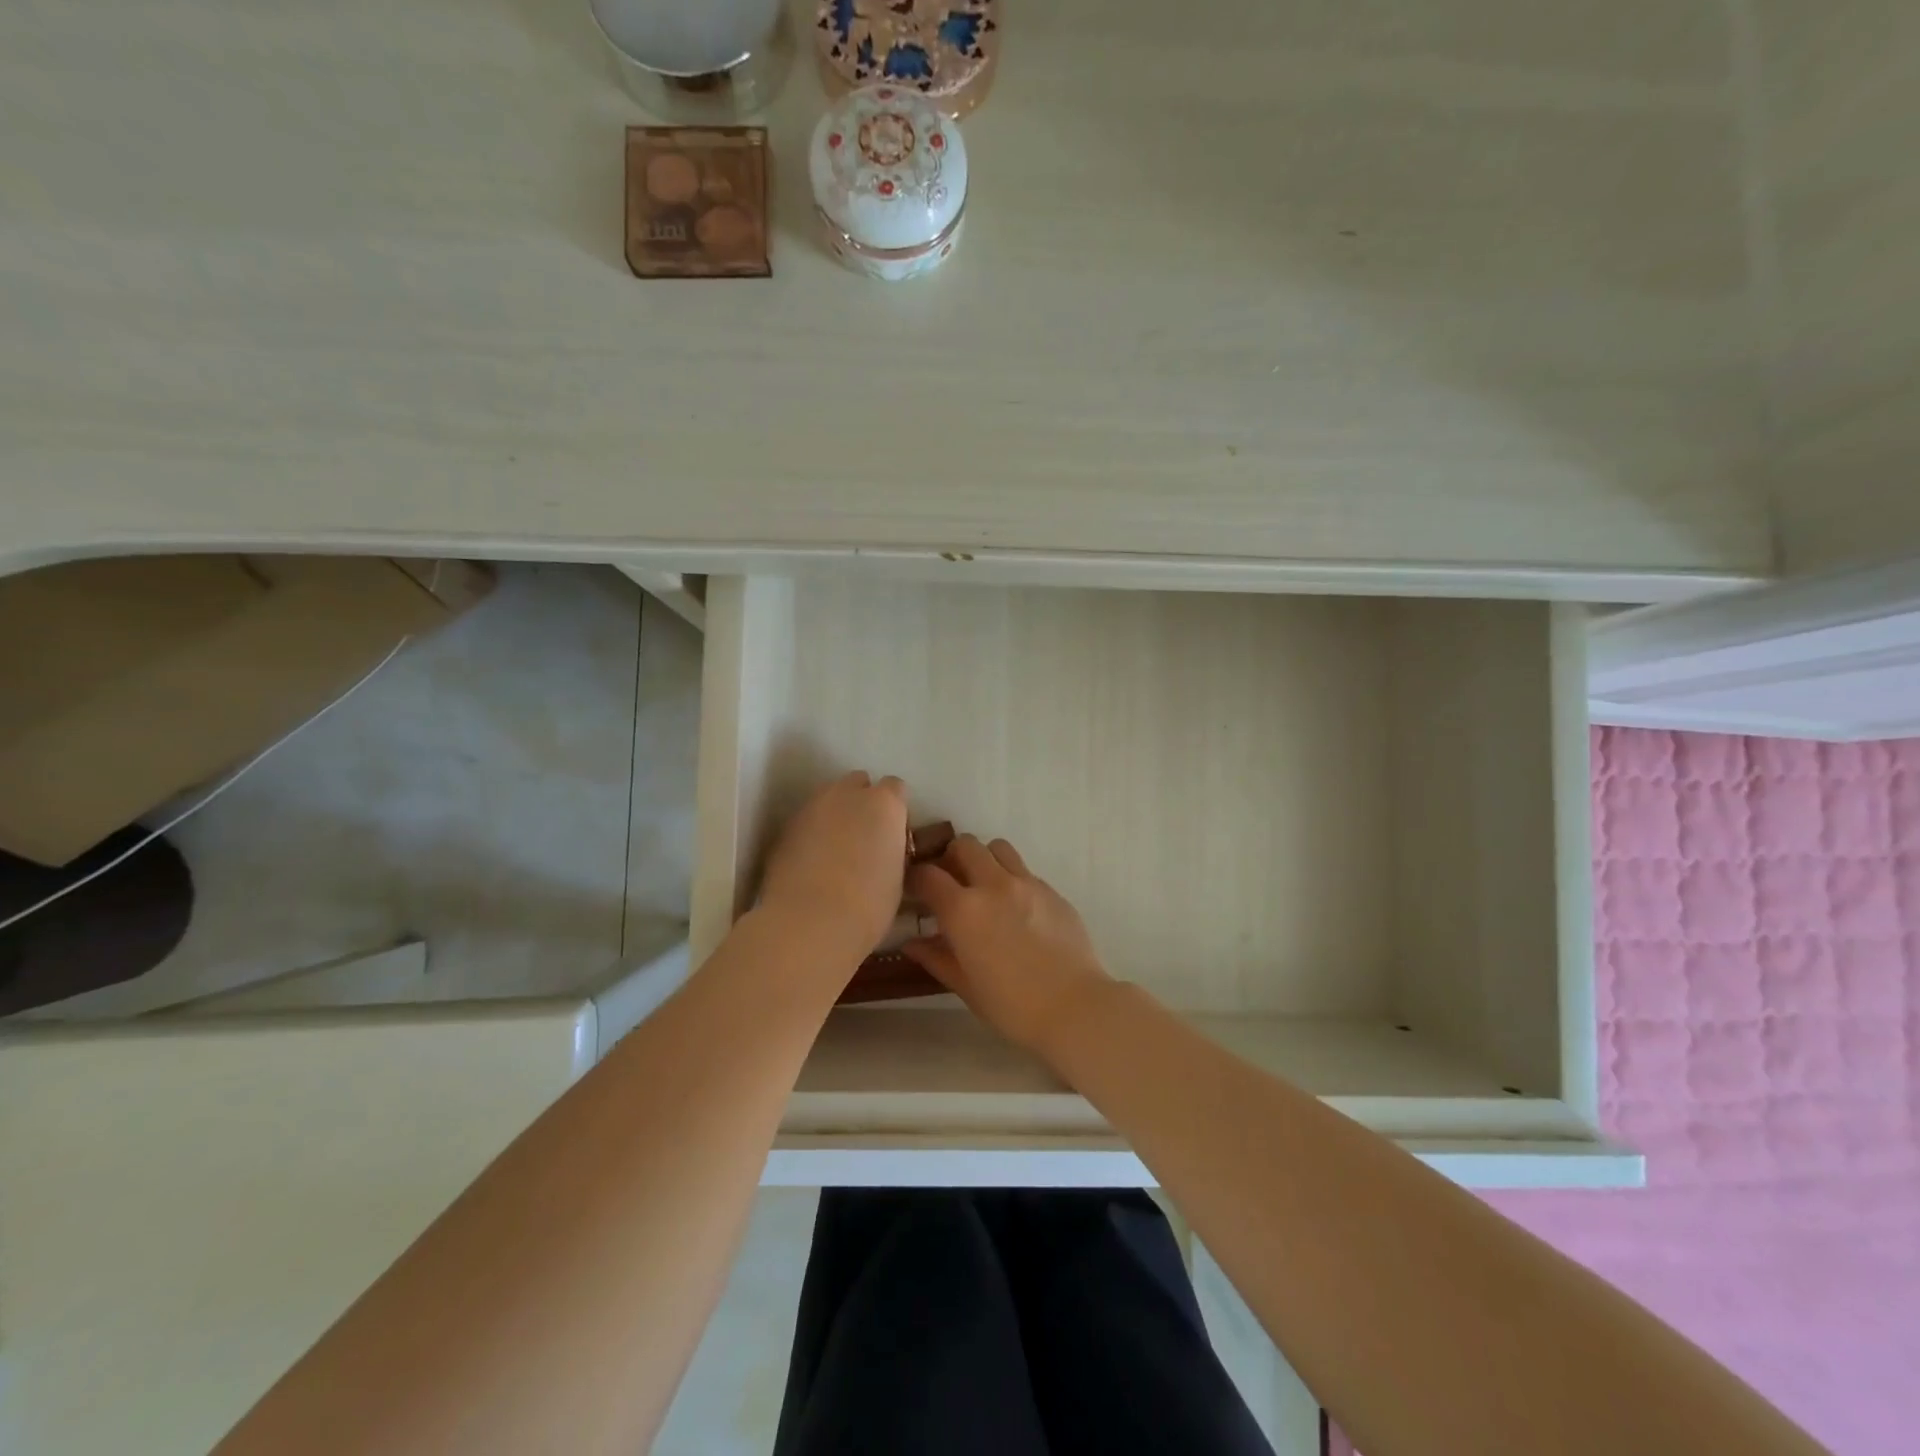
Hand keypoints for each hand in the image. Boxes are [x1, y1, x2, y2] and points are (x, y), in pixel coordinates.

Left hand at [758, 772, 909, 960]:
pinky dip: (811, 834)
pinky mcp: (785, 826)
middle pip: (858, 783)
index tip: (893, 836)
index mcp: (885, 804)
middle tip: (864, 839)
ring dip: (835, 816)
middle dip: (862, 803)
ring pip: (828, 799)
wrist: (808, 923)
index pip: (896, 788)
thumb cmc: (868, 906)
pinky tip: (811, 864)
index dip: (895, 811)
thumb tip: (884, 851)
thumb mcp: (897, 878)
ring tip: (835, 852)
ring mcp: (812, 806)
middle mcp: (847, 794)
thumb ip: (891, 850)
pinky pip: (806, 821)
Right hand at [903, 835, 1114, 1055]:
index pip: (928, 874)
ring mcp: (1027, 883)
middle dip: (951, 858)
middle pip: (964, 845)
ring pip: (998, 848)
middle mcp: (993, 885)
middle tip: (951, 883)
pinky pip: (1024, 870)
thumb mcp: (965, 986)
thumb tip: (911, 943)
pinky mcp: (1052, 890)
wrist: (1074, 1007)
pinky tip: (1016, 908)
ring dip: (984, 859)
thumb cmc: (1012, 1005)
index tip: (914, 890)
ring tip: (985, 886)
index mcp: (964, 910)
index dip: (916, 878)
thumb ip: (936, 958)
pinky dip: (1012, 879)